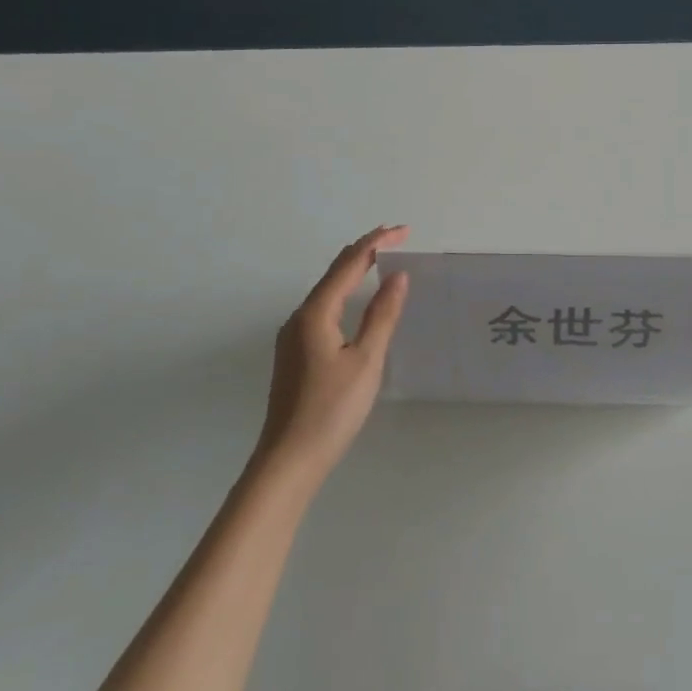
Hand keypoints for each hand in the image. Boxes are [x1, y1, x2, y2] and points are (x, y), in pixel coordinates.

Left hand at [255, 225, 410, 485]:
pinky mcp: (294, 354)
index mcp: (315, 314)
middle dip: (364, 252)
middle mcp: (298, 318)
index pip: (349, 264)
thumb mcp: (366, 360)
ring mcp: (292, 337)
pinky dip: (344, 293)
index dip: (376, 243)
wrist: (288, 460)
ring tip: (381, 260)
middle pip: (333, 273)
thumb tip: (398, 276)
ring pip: (326, 291)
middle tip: (396, 239)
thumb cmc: (331, 409)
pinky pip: (322, 309)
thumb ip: (382, 315)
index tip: (403, 230)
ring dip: (353, 271)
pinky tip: (356, 302)